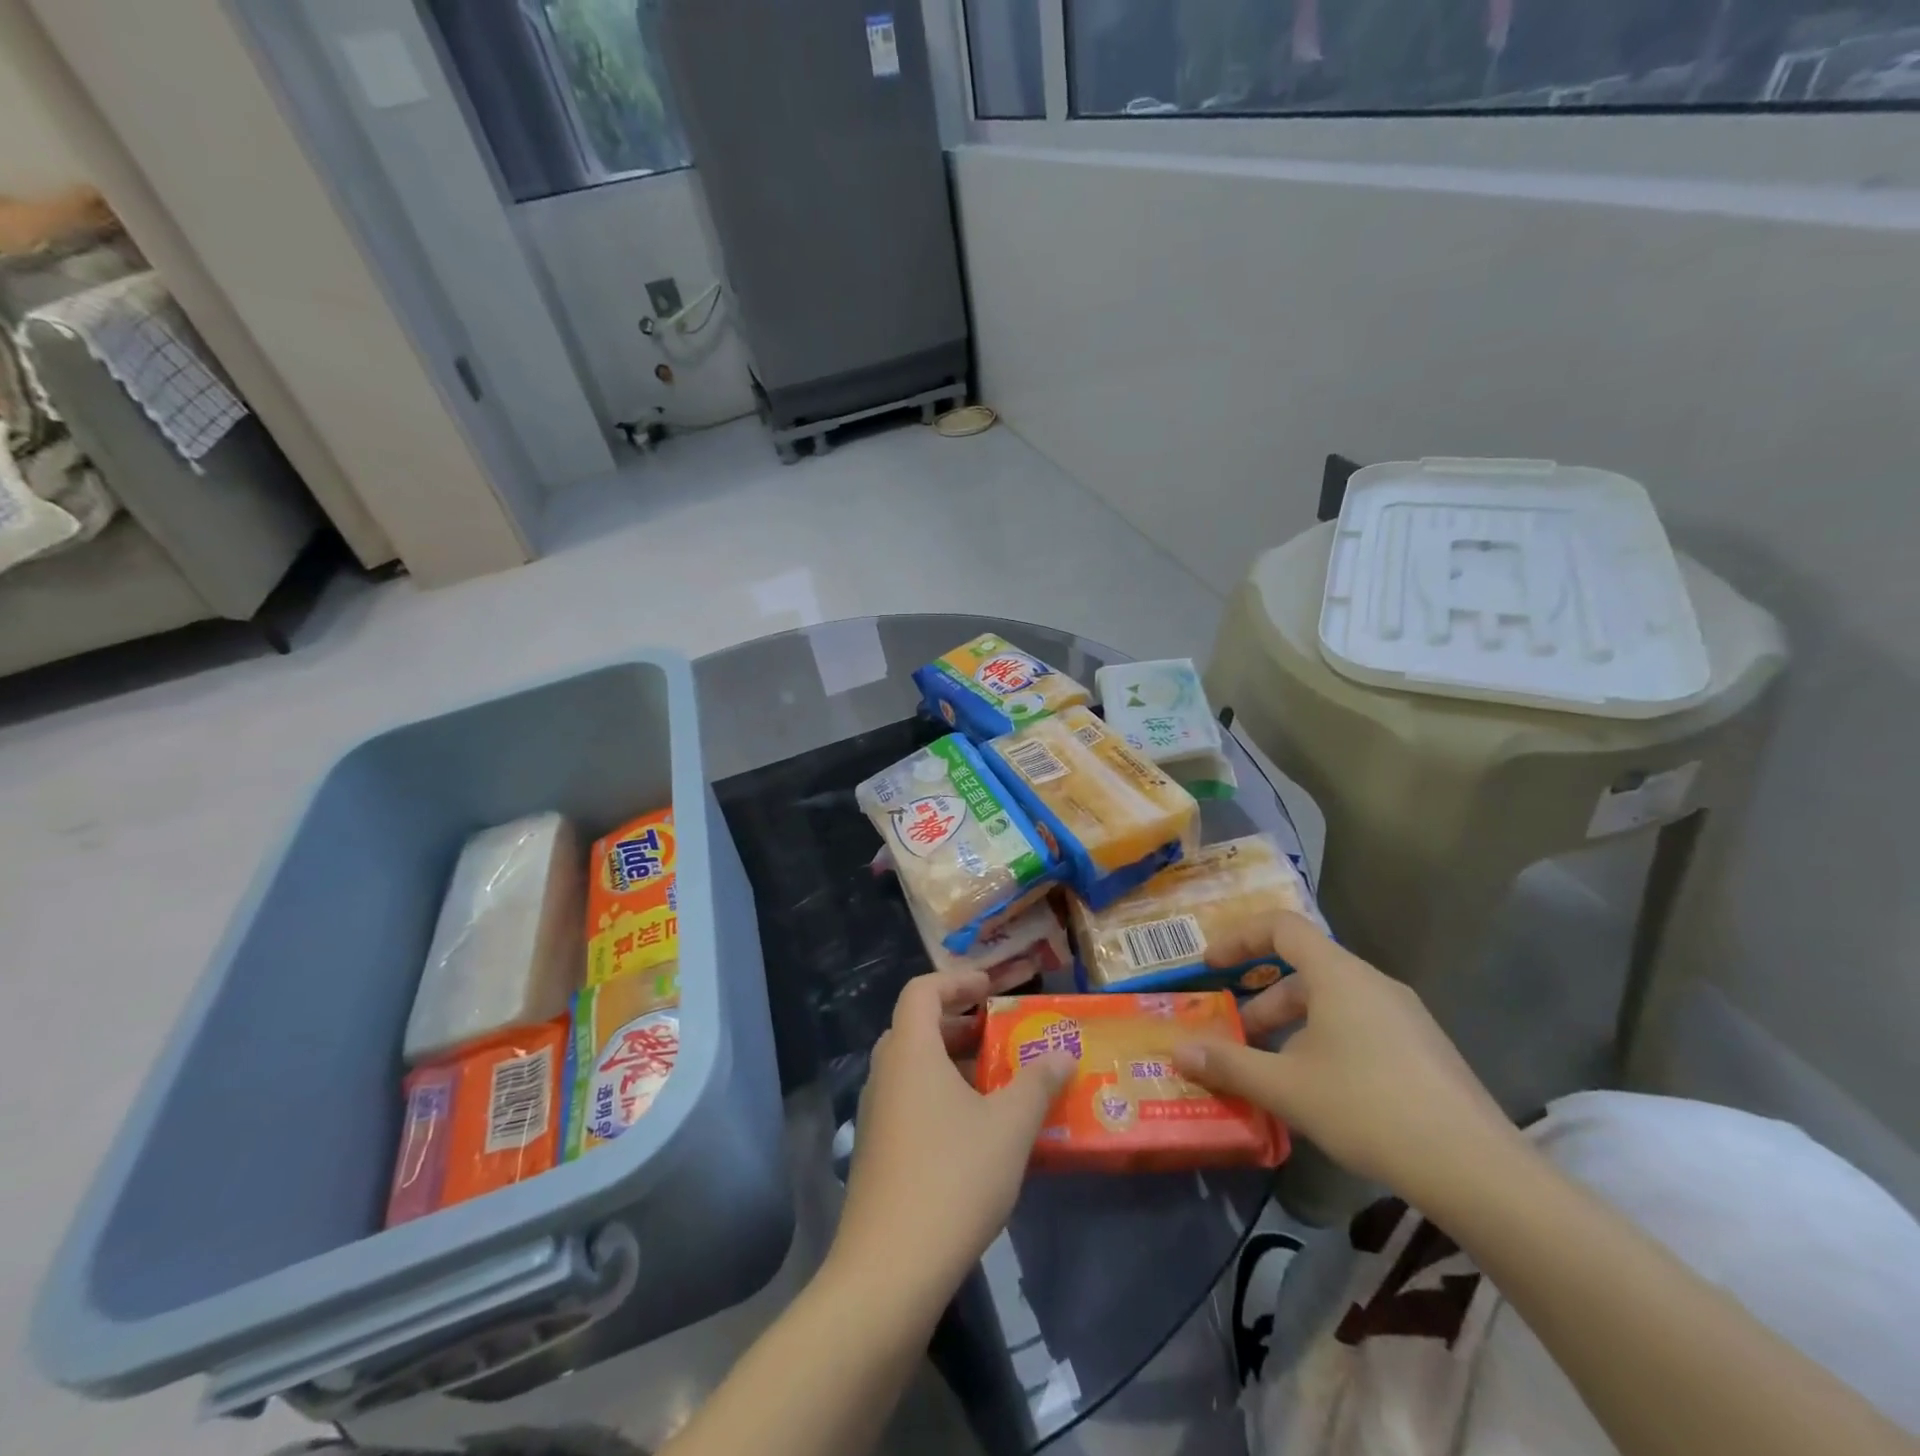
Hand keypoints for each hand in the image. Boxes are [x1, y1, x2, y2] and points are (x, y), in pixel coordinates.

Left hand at [831, 970, 1073, 1300]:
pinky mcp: (875, 1152)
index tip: (991, 989)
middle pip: (916, 1027)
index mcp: (910, 1051)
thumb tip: (1063, 1052)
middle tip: (998, 1035)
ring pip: (912, 1067)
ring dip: (951, 1063)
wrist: (889, 1270)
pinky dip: (939, 1096)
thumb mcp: (1010, 1127)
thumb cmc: (953, 1178)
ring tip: (996, 1083)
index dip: (956, 981)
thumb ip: (1038, 1082)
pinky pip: (908, 1101)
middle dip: (958, 1024)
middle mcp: (885, 1074)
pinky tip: (974, 1131)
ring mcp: (875, 1114)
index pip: (922, 990)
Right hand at [1172, 913, 1521, 1203]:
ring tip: (1272, 1070)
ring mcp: (1405, 1016)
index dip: (1239, 938)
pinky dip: (1325, 1042)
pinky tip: (1320, 1092)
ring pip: (1332, 1002)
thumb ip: (1228, 1064)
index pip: (1281, 926)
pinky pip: (1360, 1027)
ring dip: (1292, 1026)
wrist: (1477, 1170)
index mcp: (1339, 975)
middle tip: (1236, 1036)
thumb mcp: (1286, 1087)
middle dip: (1262, 1000)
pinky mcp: (1424, 1050)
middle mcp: (1372, 983)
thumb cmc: (1368, 1108)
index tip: (1209, 965)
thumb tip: (1178, 1051)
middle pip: (1304, 969)